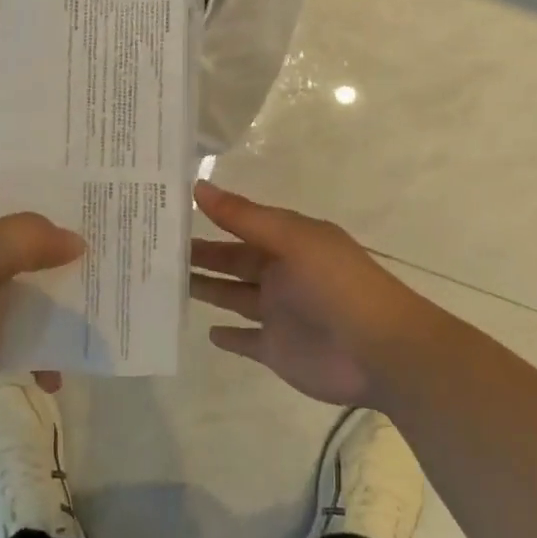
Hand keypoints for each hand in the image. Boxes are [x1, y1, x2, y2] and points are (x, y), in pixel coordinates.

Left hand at [0, 175, 81, 477]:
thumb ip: (29, 239)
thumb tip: (75, 240)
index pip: (4, 186)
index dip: (47, 187)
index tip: (97, 192)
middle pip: (20, 239)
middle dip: (63, 249)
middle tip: (117, 247)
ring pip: (24, 288)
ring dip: (57, 302)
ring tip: (105, 307)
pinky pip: (16, 332)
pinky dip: (38, 348)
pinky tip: (59, 372)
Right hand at [190, 181, 423, 405]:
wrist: (380, 351)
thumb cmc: (337, 284)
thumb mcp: (292, 239)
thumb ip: (243, 217)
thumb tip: (198, 186)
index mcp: (287, 243)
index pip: (240, 226)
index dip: (209, 218)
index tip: (168, 212)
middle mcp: (280, 274)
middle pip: (232, 261)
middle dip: (201, 255)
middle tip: (156, 250)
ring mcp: (278, 313)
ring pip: (233, 297)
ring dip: (207, 289)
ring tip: (168, 283)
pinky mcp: (276, 350)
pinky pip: (246, 341)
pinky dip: (228, 337)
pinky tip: (207, 332)